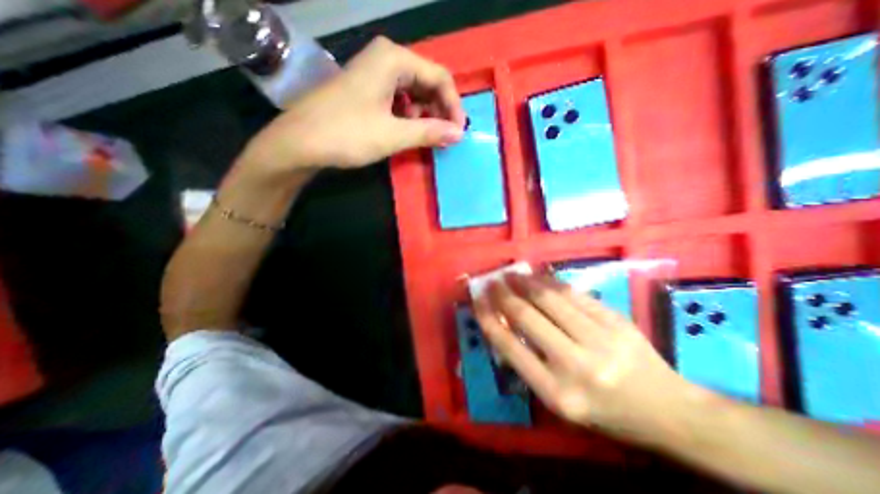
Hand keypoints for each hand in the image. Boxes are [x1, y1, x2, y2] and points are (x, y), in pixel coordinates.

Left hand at [237, 34, 462, 170]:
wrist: (300, 142)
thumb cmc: (347, 134)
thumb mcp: (393, 135)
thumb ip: (429, 132)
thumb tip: (459, 135)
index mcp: (394, 59)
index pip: (440, 77)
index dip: (453, 106)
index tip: (458, 133)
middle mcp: (386, 58)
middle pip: (428, 82)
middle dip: (440, 110)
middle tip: (445, 137)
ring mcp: (375, 73)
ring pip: (415, 91)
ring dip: (425, 115)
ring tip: (427, 137)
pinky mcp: (368, 89)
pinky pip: (399, 99)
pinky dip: (409, 116)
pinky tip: (408, 131)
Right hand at [470, 277, 706, 445]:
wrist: (668, 410)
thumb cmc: (605, 411)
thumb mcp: (559, 400)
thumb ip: (528, 363)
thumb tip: (503, 323)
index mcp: (557, 393)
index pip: (509, 347)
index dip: (489, 318)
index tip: (478, 300)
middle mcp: (576, 365)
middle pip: (528, 317)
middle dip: (504, 294)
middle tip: (493, 281)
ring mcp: (600, 339)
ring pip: (551, 298)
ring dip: (526, 282)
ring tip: (512, 273)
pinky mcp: (616, 320)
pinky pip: (574, 294)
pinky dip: (551, 281)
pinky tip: (539, 275)